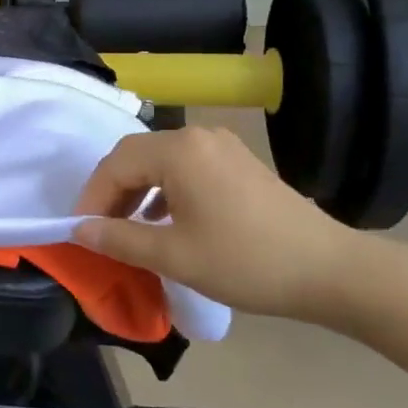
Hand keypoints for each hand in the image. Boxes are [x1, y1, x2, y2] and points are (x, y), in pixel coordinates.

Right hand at [71, 127, 362, 322]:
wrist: (329, 270)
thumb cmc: (245, 261)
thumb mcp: (174, 255)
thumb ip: (119, 239)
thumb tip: (79, 230)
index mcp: (178, 150)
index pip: (115, 164)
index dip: (92, 197)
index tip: (79, 232)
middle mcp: (198, 136)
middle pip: (136, 156)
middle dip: (111, 191)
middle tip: (99, 229)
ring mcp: (222, 146)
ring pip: (161, 161)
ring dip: (137, 190)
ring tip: (128, 228)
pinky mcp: (239, 162)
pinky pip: (186, 167)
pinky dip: (165, 189)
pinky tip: (165, 220)